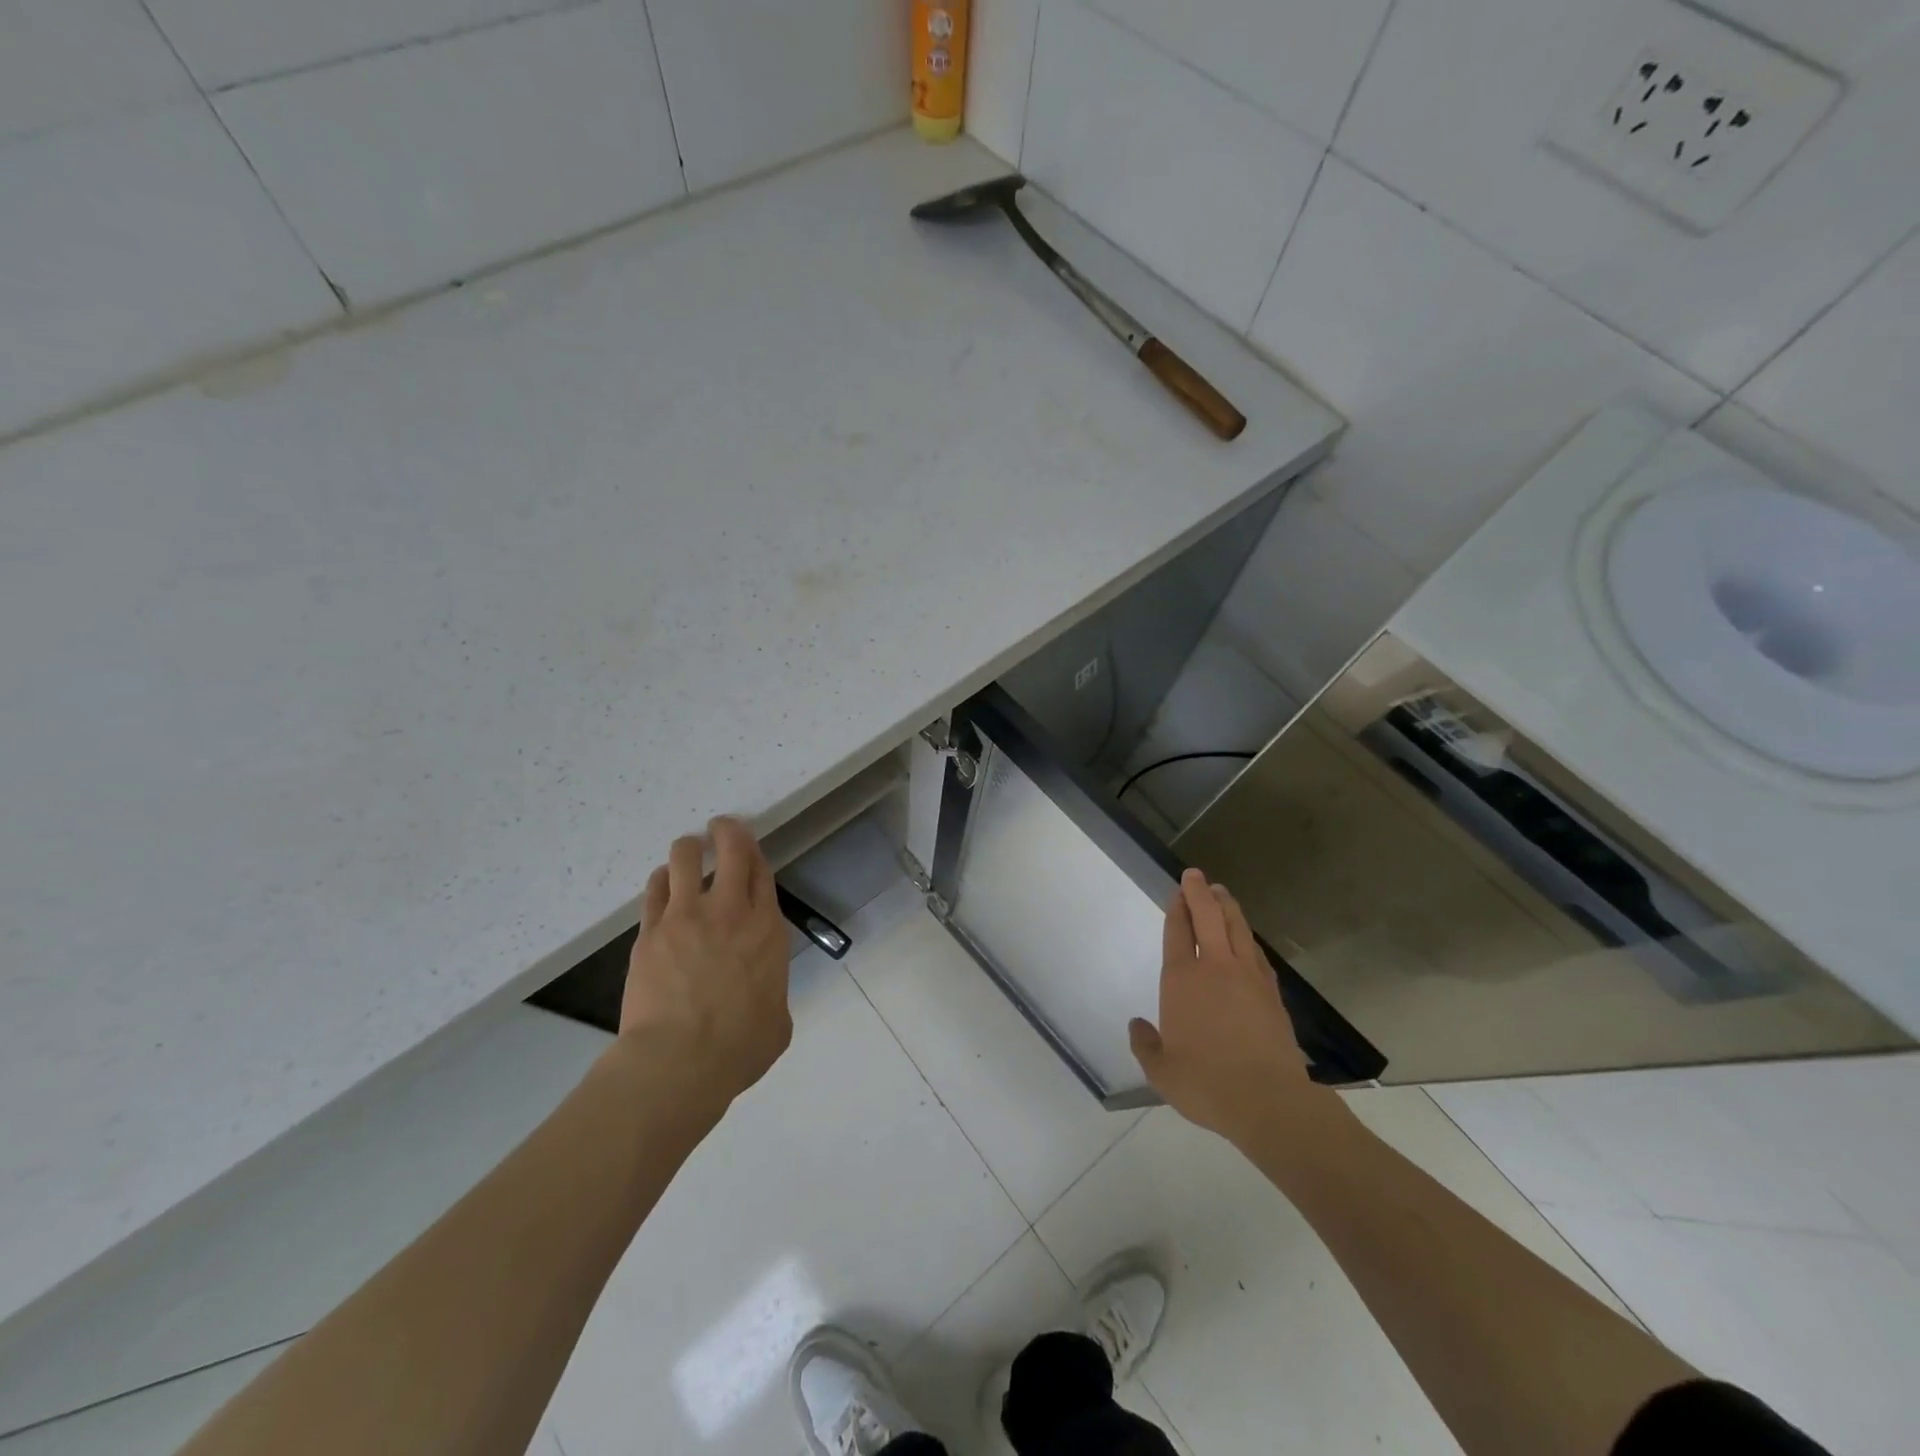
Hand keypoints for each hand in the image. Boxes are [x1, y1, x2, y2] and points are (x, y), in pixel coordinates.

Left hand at [617, 817, 792, 1109]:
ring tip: (687, 852)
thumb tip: (760, 996)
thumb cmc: (739, 1047)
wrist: (679, 1061)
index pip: (762, 872)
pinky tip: (662, 883)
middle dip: (727, 830)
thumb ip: (772, 992)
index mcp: (765, 929)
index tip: (749, 849)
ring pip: (685, 858)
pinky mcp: (651, 931)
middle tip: (722, 827)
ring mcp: (686, 917)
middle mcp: (729, 911)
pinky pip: (655, 888)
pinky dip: (661, 880)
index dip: (756, 854)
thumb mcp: (778, 1020)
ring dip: (689, 849)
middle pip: (732, 849)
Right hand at [1129, 869, 1315, 1143]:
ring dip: (1227, 907)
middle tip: (1196, 875)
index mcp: (1182, 980)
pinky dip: (1248, 937)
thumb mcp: (1160, 1071)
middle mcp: (1214, 968)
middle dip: (1200, 893)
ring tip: (1222, 892)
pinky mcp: (1271, 992)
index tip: (1177, 891)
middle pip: (1208, 917)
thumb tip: (1137, 1025)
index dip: (1177, 908)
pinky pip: (1256, 953)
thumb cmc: (1205, 1083)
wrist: (1267, 1100)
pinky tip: (1246, 938)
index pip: (1177, 932)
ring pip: (1237, 928)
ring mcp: (1247, 977)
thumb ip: (1145, 1044)